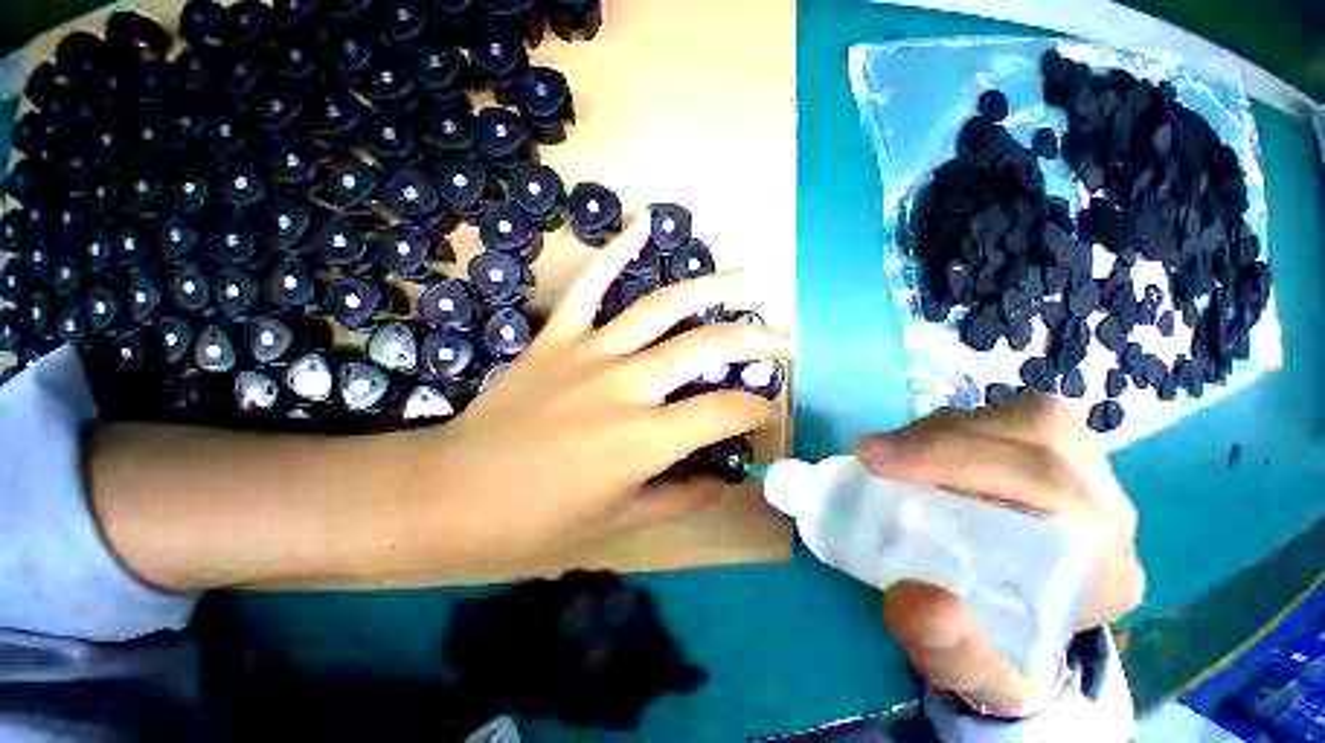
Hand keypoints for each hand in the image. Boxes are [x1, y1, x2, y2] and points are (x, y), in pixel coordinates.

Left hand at [428, 217, 790, 567]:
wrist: (451, 493)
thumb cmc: (535, 522)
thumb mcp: (618, 526)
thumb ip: (679, 500)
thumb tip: (722, 483)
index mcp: (646, 438)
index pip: (725, 412)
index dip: (755, 411)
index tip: (763, 415)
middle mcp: (628, 385)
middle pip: (707, 347)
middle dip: (756, 340)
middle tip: (783, 339)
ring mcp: (591, 352)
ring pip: (662, 307)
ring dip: (710, 288)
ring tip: (745, 277)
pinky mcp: (557, 337)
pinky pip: (590, 284)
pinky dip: (617, 250)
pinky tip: (644, 222)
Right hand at [855, 394, 1144, 715]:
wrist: (1007, 628)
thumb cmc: (990, 647)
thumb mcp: (964, 670)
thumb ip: (946, 649)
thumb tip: (919, 599)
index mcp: (1104, 572)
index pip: (1053, 490)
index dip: (961, 461)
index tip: (877, 464)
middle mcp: (1109, 514)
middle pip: (1042, 438)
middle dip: (944, 438)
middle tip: (873, 452)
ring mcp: (1089, 477)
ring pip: (1027, 418)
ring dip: (946, 429)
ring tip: (893, 452)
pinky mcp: (1058, 456)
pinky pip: (1011, 418)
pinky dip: (954, 426)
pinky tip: (921, 450)